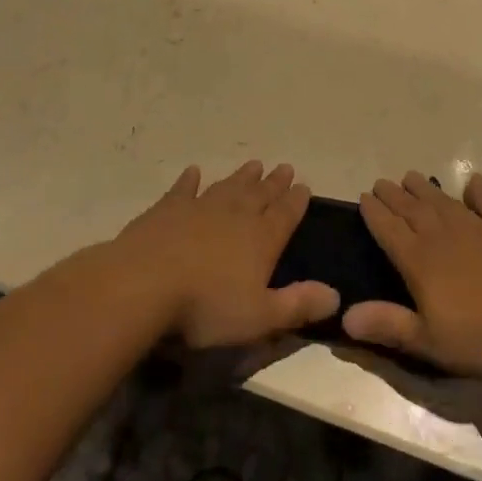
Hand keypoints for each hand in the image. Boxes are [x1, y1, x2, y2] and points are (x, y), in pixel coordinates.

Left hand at [114, 162, 338, 348]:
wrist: (146, 283)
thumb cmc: (206, 307)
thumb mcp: (259, 316)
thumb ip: (297, 305)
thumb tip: (336, 295)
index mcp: (261, 239)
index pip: (285, 215)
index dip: (296, 201)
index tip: (304, 186)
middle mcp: (235, 215)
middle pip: (260, 194)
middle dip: (274, 183)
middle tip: (284, 167)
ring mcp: (200, 207)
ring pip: (228, 186)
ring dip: (242, 176)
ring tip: (255, 164)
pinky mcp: (168, 208)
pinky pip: (184, 188)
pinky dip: (190, 180)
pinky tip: (194, 172)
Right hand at [344, 171, 481, 378]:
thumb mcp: (432, 343)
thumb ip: (389, 325)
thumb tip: (344, 314)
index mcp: (420, 261)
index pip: (389, 230)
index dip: (374, 213)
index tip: (363, 197)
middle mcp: (443, 235)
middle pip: (412, 209)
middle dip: (394, 195)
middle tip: (381, 183)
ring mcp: (477, 227)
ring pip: (443, 201)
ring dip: (425, 188)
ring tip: (411, 176)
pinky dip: (478, 191)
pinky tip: (472, 182)